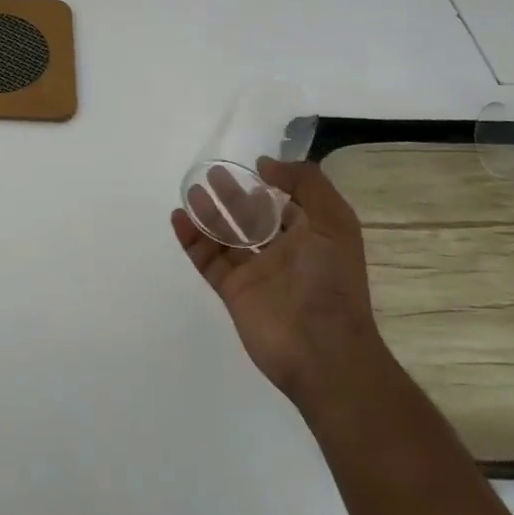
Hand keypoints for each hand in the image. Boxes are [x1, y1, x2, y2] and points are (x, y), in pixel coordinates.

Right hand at [171, 158, 386, 406]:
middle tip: (213, 173)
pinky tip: (179, 217)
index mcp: (311, 236)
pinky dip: (192, 239)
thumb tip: (266, 165)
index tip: (250, 167)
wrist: (323, 349)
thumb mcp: (334, 220)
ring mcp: (256, 273)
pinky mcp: (233, 291)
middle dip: (233, 195)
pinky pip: (208, 259)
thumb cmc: (332, 279)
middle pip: (252, 217)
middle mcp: (283, 252)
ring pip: (226, 236)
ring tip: (193, 191)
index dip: (271, 185)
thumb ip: (305, 183)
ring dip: (209, 213)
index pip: (287, 204)